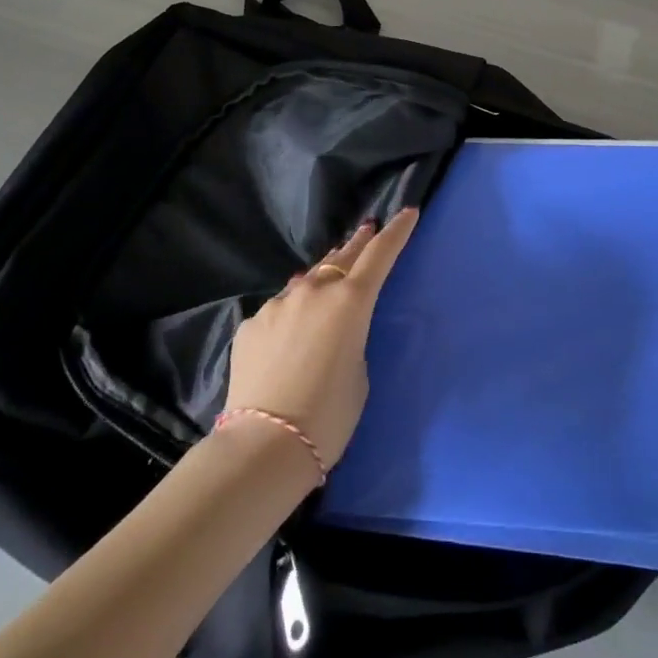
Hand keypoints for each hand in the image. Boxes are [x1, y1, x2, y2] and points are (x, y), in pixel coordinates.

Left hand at [225, 209, 419, 467]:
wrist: (263, 446)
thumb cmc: (328, 416)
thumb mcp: (359, 373)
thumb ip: (352, 337)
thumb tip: (333, 326)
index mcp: (351, 301)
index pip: (380, 254)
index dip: (396, 231)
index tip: (408, 212)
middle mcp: (314, 291)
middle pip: (341, 257)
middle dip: (357, 243)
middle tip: (366, 230)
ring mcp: (278, 304)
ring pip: (306, 283)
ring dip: (321, 281)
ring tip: (326, 285)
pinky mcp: (250, 324)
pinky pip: (279, 310)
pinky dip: (290, 315)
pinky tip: (287, 339)